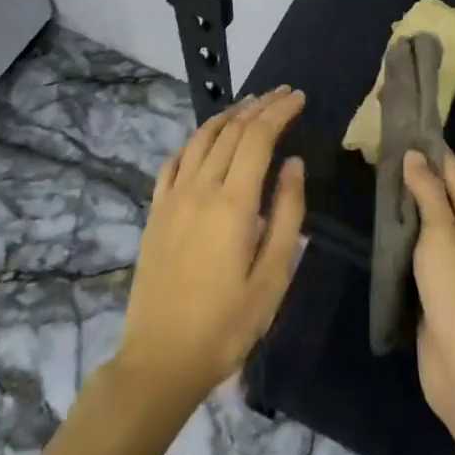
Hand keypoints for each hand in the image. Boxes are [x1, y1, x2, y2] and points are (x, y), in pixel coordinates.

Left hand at [114, 87, 307, 408]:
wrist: (160, 360)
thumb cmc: (226, 325)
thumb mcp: (272, 279)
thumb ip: (287, 215)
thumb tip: (294, 164)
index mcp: (233, 202)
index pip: (258, 137)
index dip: (279, 112)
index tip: (298, 98)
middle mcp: (201, 188)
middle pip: (231, 130)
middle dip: (260, 106)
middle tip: (282, 93)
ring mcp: (173, 197)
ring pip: (201, 138)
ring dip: (228, 115)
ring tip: (249, 104)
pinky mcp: (155, 212)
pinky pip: (174, 161)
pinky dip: (194, 140)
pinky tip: (204, 140)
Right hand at [402, 148, 454, 431]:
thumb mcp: (441, 234)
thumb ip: (427, 193)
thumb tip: (415, 155)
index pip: (453, 172)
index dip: (431, 150)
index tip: (405, 127)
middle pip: (440, 198)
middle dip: (414, 178)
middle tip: (379, 154)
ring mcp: (454, 268)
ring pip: (426, 228)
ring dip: (405, 210)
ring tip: (374, 185)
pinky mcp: (436, 295)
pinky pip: (417, 257)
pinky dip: (401, 242)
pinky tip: (380, 232)